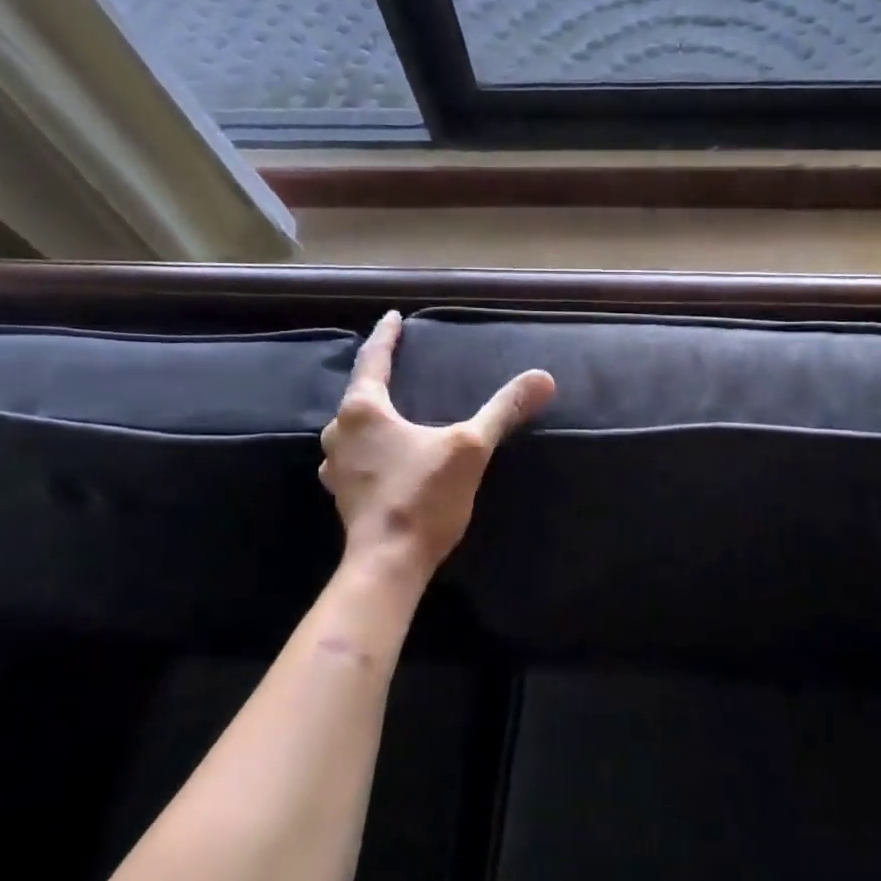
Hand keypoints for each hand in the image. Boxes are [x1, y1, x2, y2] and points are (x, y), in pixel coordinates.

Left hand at [319, 311, 554, 578]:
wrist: (389, 562)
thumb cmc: (423, 496)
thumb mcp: (471, 447)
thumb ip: (504, 410)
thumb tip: (543, 378)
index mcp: (363, 411)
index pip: (373, 361)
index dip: (386, 337)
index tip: (392, 317)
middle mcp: (340, 434)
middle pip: (358, 395)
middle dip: (376, 380)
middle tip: (396, 367)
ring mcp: (336, 468)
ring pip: (352, 430)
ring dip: (370, 418)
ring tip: (392, 412)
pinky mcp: (343, 495)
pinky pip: (355, 457)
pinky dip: (370, 448)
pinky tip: (385, 457)